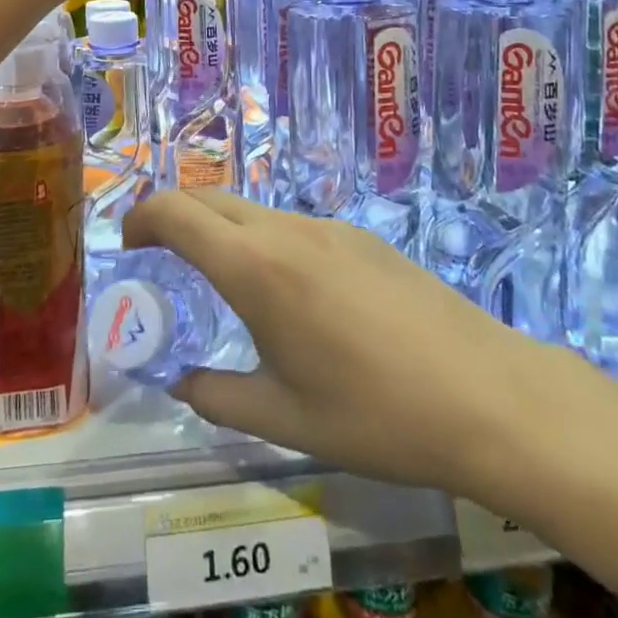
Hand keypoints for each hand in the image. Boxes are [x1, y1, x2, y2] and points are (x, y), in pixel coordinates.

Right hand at [124, 189, 587, 509]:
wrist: (488, 395)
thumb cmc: (375, 414)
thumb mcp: (284, 419)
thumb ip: (217, 396)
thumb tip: (180, 382)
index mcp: (255, 267)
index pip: (176, 211)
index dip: (141, 217)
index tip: (128, 245)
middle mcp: (286, 229)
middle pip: (211, 197)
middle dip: (175, 216)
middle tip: (163, 260)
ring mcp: (329, 226)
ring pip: (254, 210)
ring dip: (224, 230)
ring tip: (227, 285)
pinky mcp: (363, 237)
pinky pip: (295, 224)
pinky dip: (266, 240)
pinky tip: (294, 296)